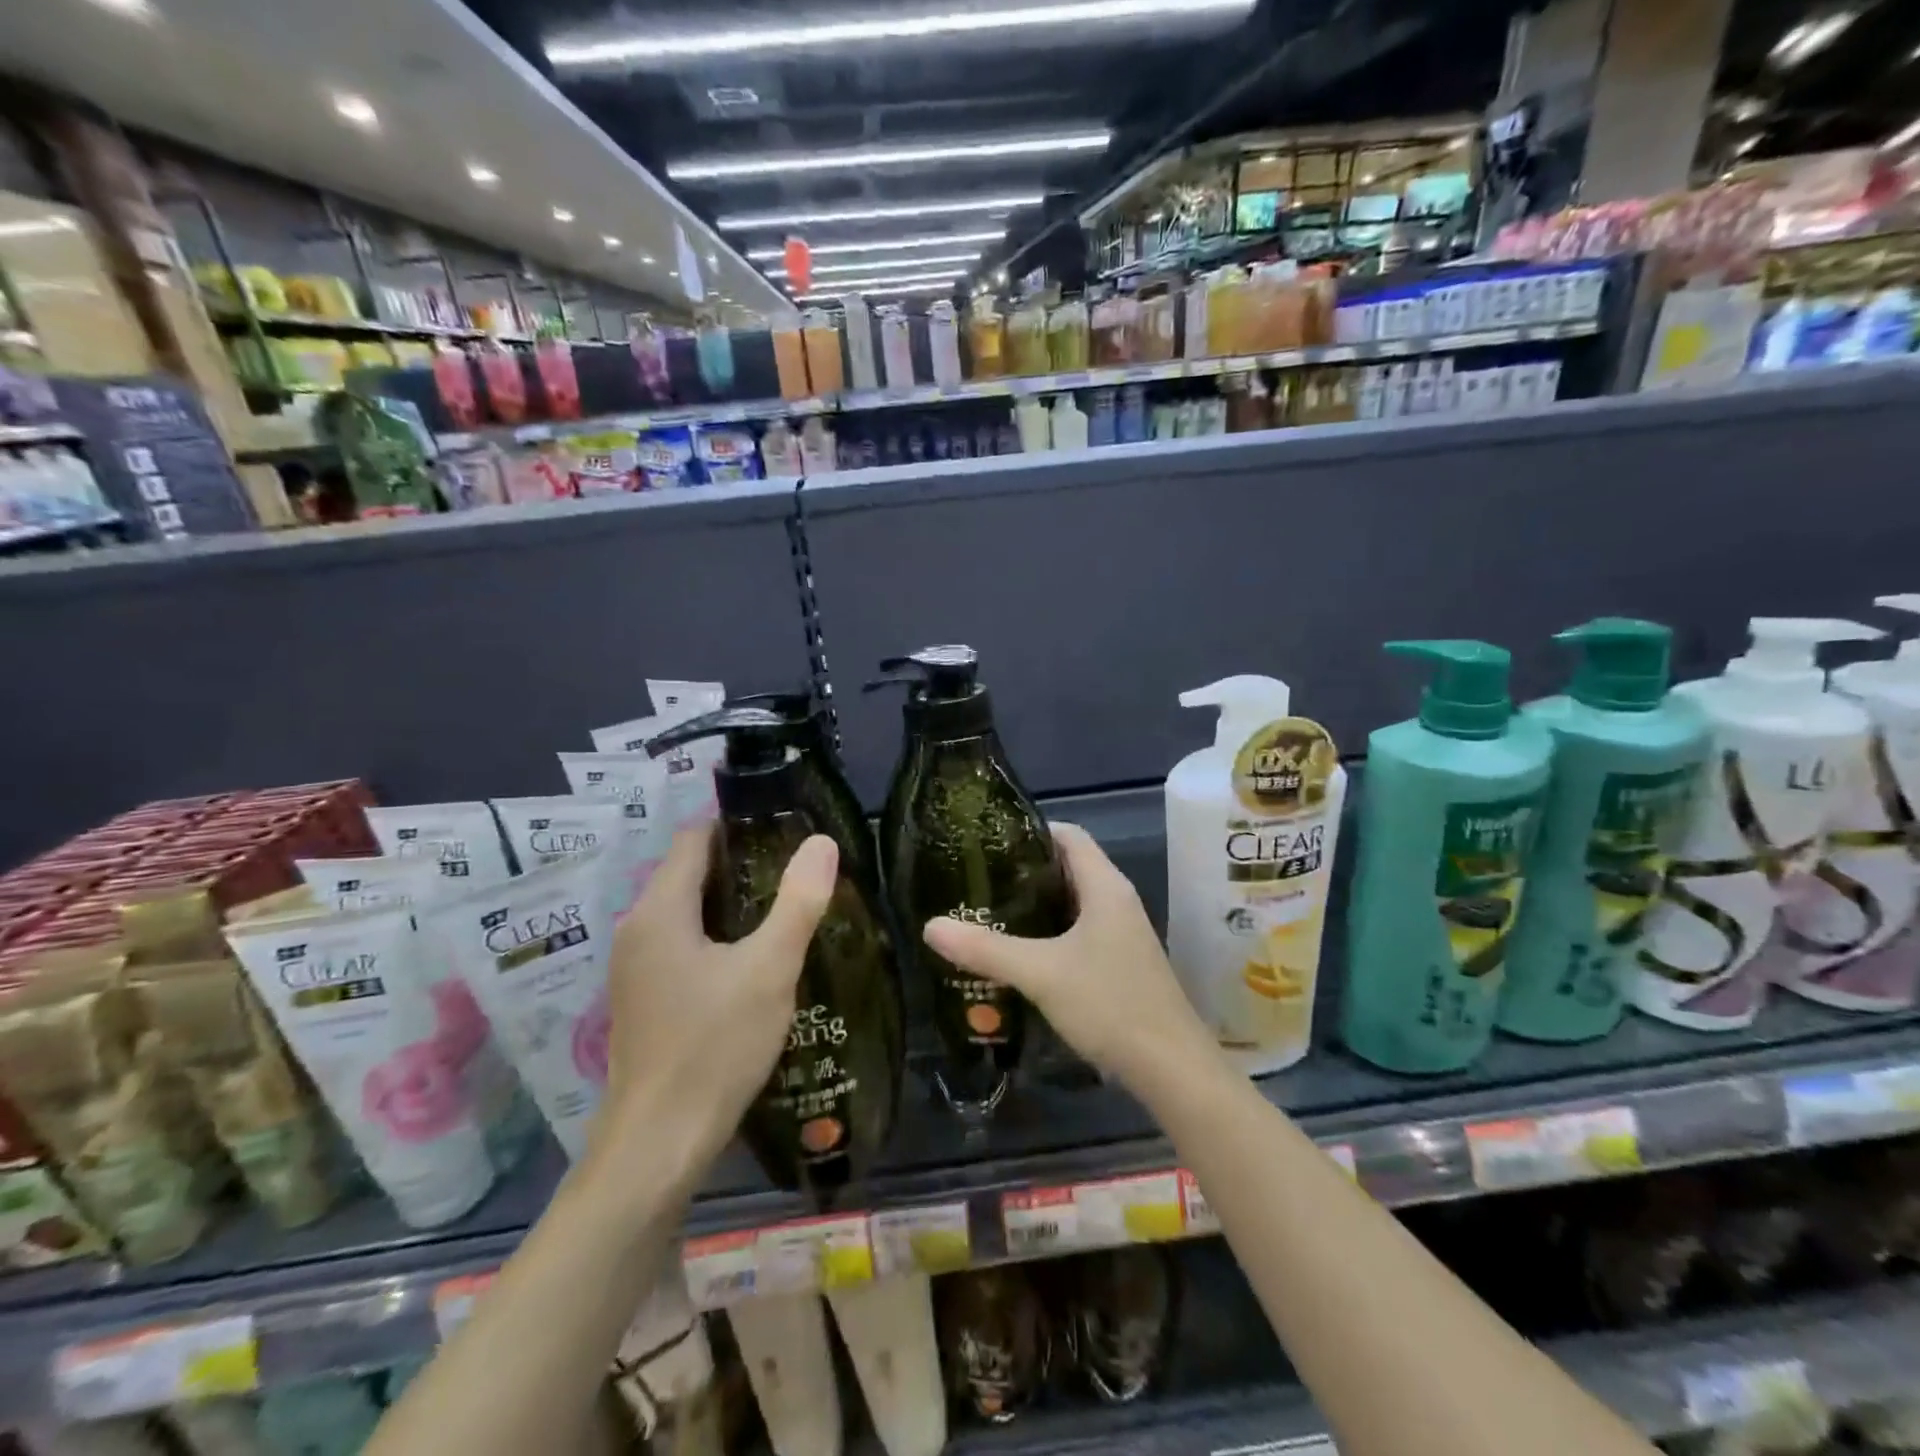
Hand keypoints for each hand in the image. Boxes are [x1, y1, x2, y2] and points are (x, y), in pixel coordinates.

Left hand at [592, 824, 839, 1171]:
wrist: (658, 1145)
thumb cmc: (714, 1047)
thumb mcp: (770, 969)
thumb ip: (798, 901)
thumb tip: (822, 842)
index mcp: (659, 910)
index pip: (694, 838)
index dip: (738, 824)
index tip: (784, 828)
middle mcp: (636, 929)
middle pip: (689, 872)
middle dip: (742, 865)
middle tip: (796, 869)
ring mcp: (634, 968)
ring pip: (686, 911)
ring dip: (731, 904)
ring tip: (784, 908)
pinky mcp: (642, 999)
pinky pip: (681, 944)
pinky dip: (716, 937)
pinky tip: (753, 959)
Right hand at [921, 823, 1218, 1099]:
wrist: (1171, 1068)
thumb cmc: (1109, 1004)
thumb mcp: (1040, 973)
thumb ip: (985, 949)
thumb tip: (930, 926)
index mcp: (1105, 887)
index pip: (1069, 835)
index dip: (1031, 829)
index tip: (988, 841)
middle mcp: (1117, 902)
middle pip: (1068, 867)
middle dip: (1024, 869)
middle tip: (978, 877)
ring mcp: (1122, 934)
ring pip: (1073, 903)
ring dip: (1035, 904)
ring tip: (988, 910)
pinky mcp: (1120, 963)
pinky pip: (1079, 932)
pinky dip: (1049, 933)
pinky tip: (1019, 952)